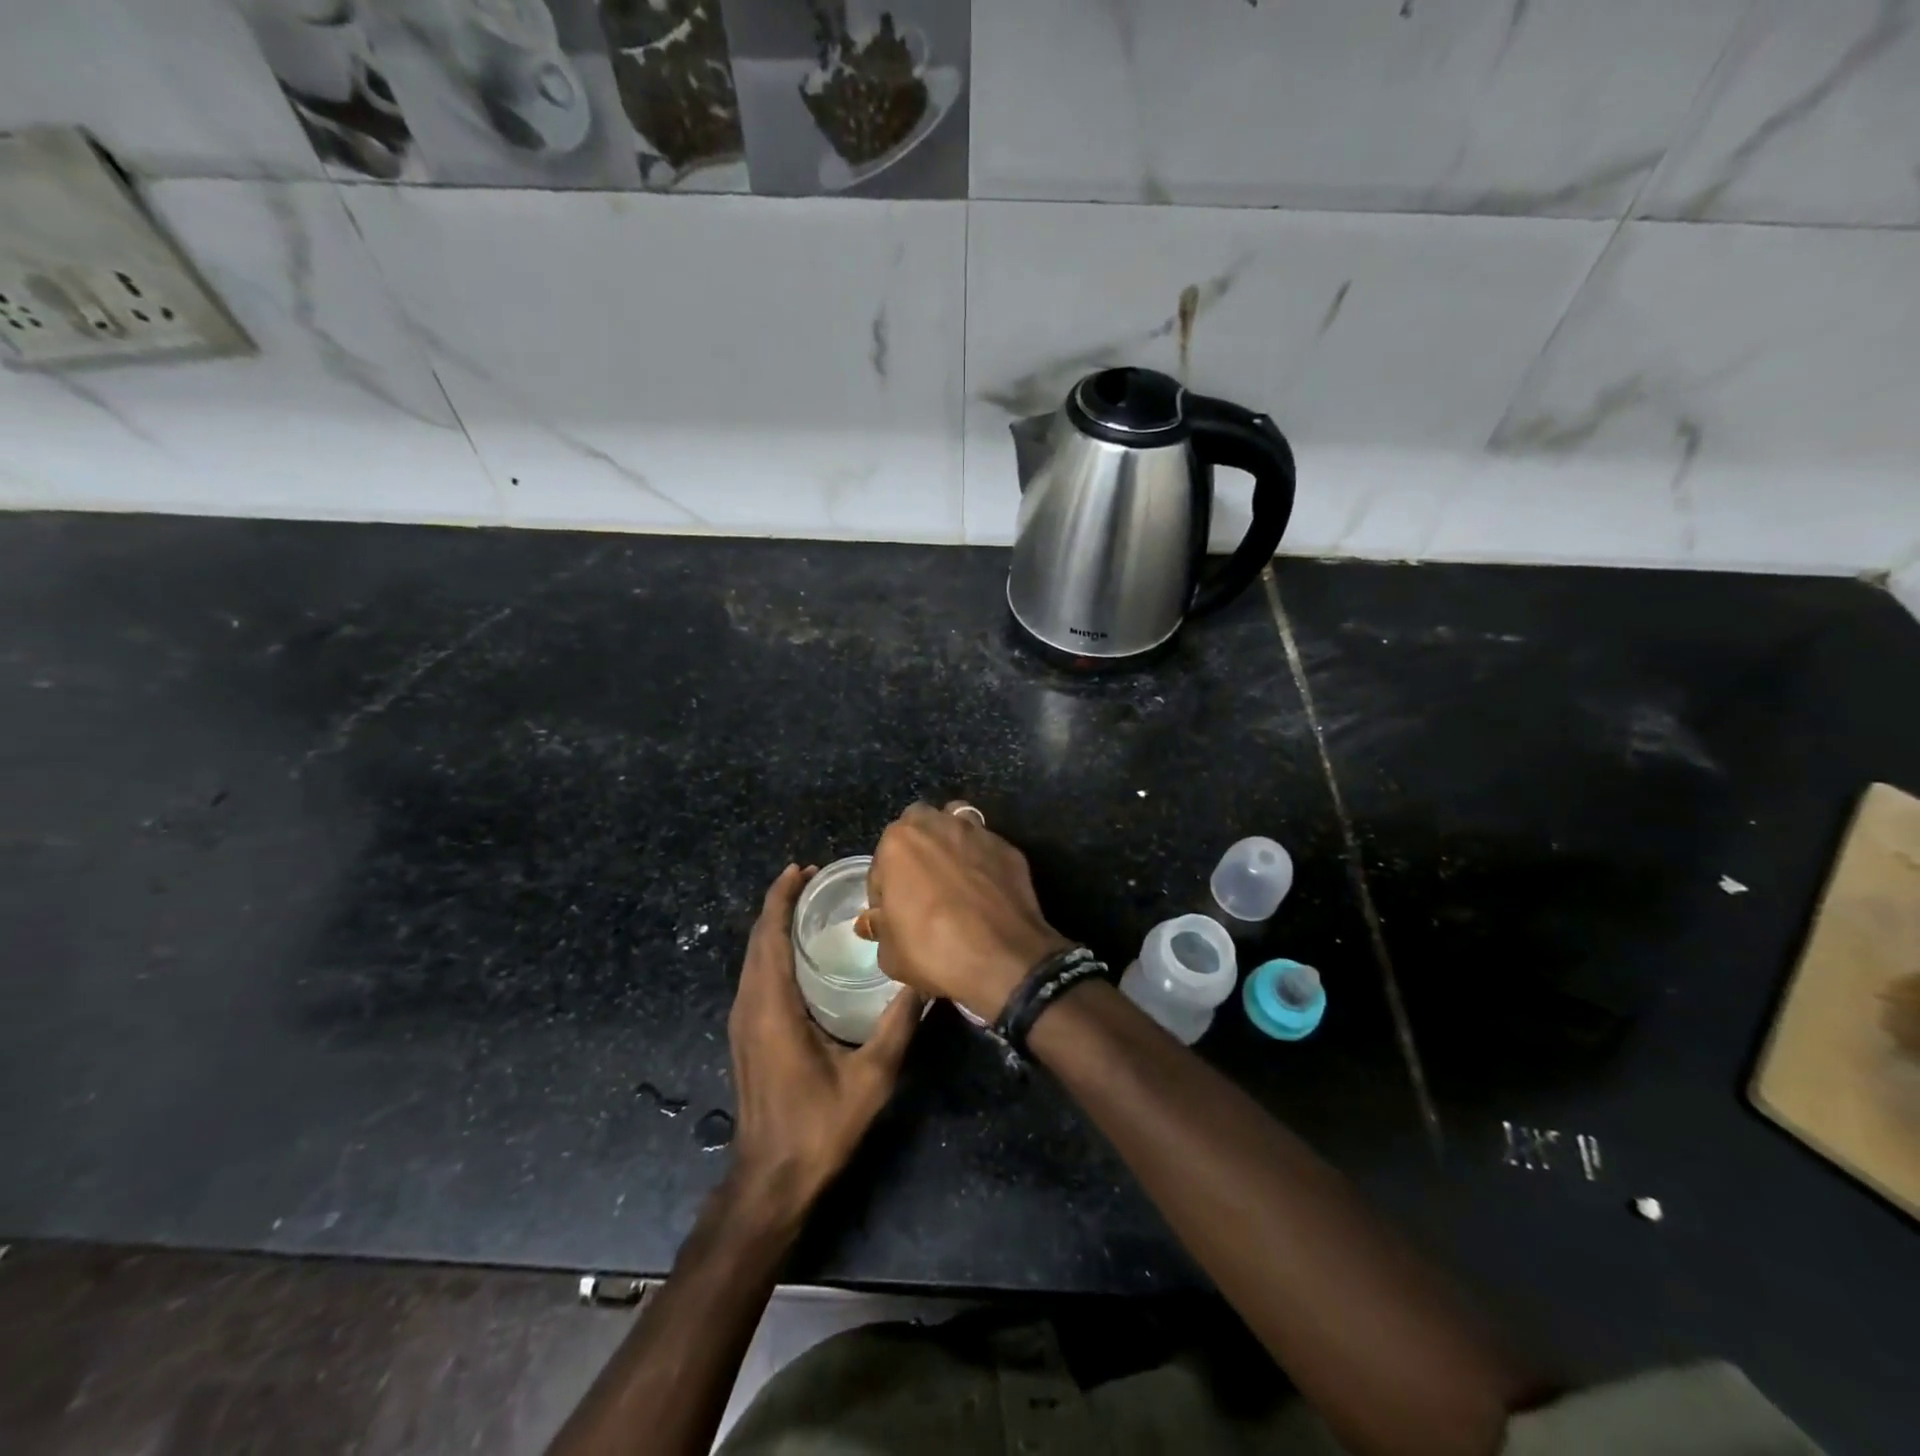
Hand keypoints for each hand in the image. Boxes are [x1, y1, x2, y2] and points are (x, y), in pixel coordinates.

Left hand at [727, 865, 921, 1217]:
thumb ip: (899, 1025)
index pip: (768, 936)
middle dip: (780, 904)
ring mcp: (743, 1022)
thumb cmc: (819, 1127)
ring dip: (774, 927)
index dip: (780, 897)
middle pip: (757, 940)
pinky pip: (755, 977)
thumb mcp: (871, 1077)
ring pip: (753, 959)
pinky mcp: (746, 1036)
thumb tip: (924, 980)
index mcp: (771, 1007)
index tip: (801, 868)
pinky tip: (801, 954)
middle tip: (815, 878)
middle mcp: (749, 1006)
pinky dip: (772, 951)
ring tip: (810, 907)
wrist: (771, 1181)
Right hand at [865, 803, 1072, 1023]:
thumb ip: (879, 927)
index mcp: (899, 842)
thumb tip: (876, 920)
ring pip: (955, 822)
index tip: (891, 914)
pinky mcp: (1008, 848)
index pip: (881, 862)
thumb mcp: (890, 952)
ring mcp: (978, 833)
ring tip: (952, 875)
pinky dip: (981, 860)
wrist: (1002, 960)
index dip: (883, 890)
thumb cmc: (933, 951)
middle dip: (915, 849)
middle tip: (920, 886)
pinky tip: (984, 888)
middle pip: (918, 826)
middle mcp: (937, 825)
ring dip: (949, 842)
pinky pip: (986, 847)